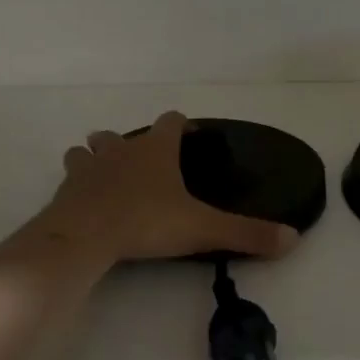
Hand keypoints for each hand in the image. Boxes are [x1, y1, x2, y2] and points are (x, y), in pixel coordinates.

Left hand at [33, 111, 301, 266]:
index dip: (181, 126)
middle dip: (134, 144)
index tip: (189, 137)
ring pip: (90, 148)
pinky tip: (85, 201)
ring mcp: (90, 166)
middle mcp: (122, 149)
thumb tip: (293, 237)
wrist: (84, 235)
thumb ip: (246, 233)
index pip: (171, 121)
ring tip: (108, 175)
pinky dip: (79, 183)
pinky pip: (71, 177)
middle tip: (146, 165)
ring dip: (98, 156)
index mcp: (156, 150)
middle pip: (125, 134)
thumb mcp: (202, 229)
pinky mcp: (67, 188)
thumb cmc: (146, 222)